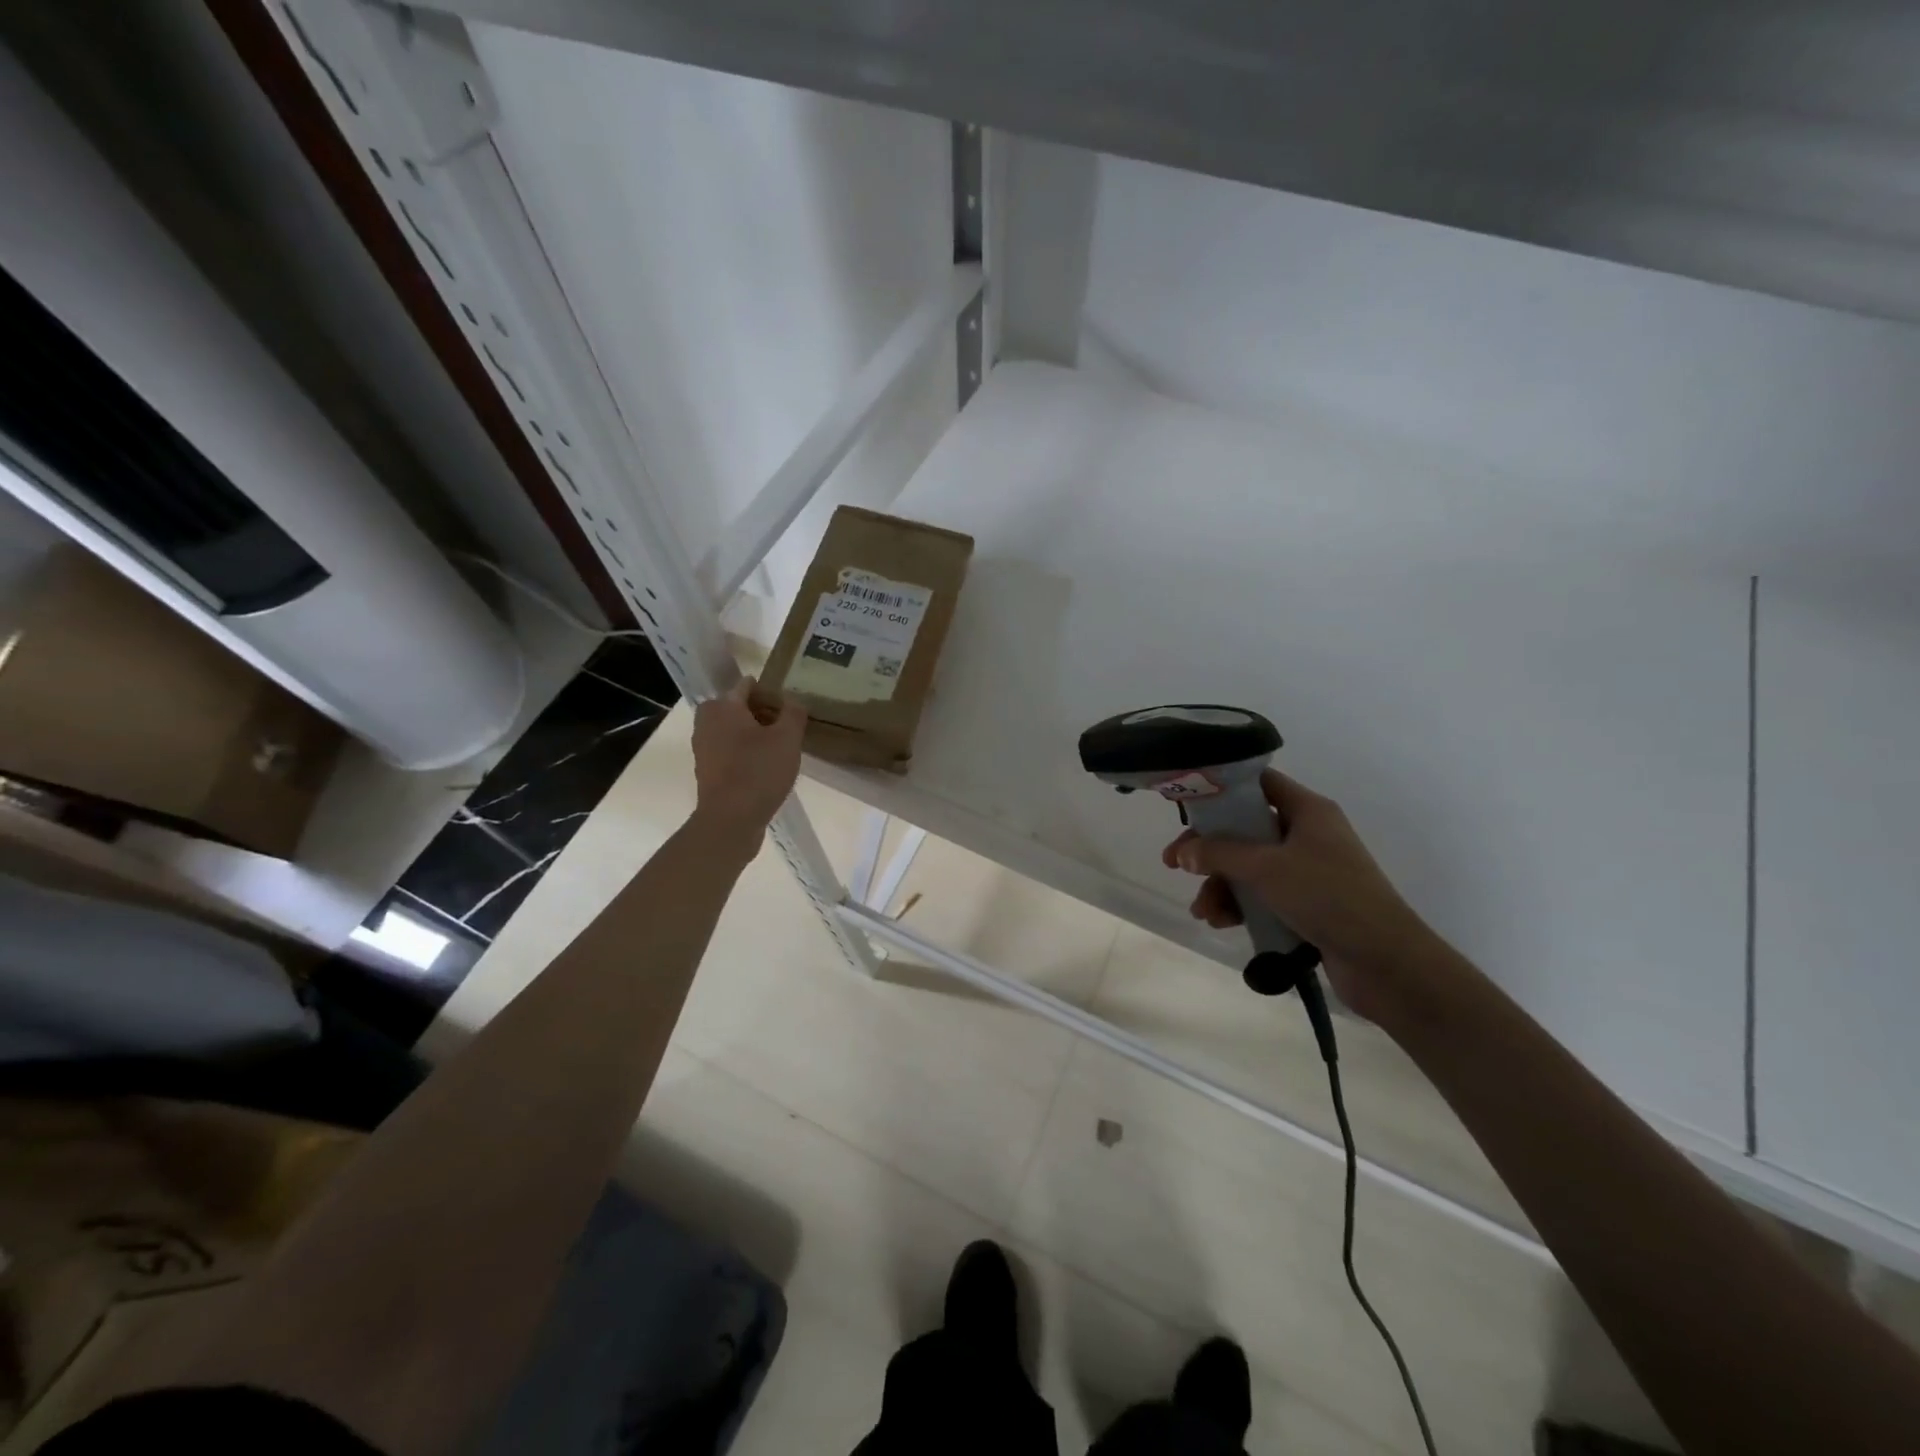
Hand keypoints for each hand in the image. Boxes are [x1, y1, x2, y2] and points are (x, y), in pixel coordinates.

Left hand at [690, 678, 805, 846]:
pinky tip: (764, 768)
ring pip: (731, 731)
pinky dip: (744, 754)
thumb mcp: (788, 738)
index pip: (746, 685)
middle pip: (737, 708)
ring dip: (752, 735)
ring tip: (778, 748)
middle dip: (760, 713)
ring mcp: (703, 749)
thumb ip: (793, 713)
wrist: (730, 820)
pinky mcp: (706, 771)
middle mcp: (707, 722)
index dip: (769, 692)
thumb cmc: (759, 772)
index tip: (789, 705)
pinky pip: (728, 752)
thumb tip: (793, 700)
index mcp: (723, 707)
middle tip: (785, 727)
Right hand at [1162, 770, 1454, 1021]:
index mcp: (1307, 811)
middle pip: (1245, 830)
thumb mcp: (1266, 868)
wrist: (1386, 962)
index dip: (1222, 789)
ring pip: (1249, 867)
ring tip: (1204, 912)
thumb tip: (1185, 851)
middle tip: (1175, 864)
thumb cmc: (1329, 897)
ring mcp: (1308, 871)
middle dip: (1209, 850)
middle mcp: (1307, 835)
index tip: (1187, 805)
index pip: (1259, 783)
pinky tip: (1221, 923)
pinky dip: (1239, 904)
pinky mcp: (1307, 904)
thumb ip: (1219, 853)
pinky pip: (1262, 895)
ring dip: (1220, 885)